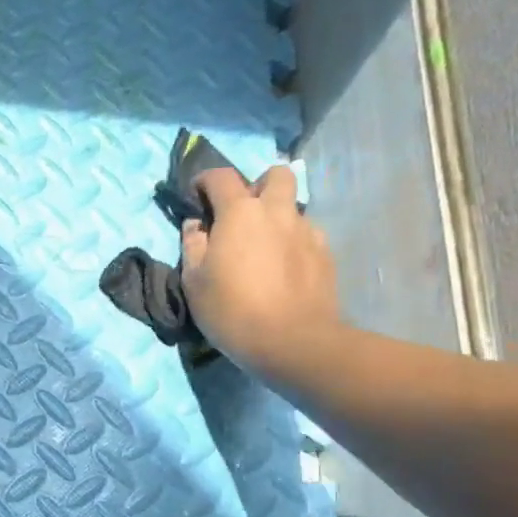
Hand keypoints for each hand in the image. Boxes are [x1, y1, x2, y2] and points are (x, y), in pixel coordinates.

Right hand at [181, 165, 341, 374]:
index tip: (197, 195)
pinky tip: (283, 270)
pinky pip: (306, 235)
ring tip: (263, 249)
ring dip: (276, 217)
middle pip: (275, 175)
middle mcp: (277, 211)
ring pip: (292, 207)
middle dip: (257, 186)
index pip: (221, 176)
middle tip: (242, 215)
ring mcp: (307, 231)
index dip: (205, 180)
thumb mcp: (194, 281)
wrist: (292, 341)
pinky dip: (292, 242)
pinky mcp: (325, 253)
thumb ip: (192, 245)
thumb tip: (195, 225)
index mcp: (240, 213)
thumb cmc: (231, 309)